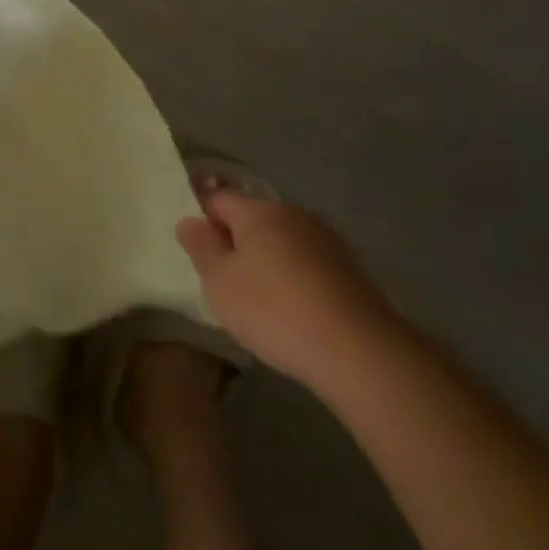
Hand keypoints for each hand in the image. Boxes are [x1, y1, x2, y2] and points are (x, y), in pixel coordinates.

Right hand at [176, 176, 398, 383]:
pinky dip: (295, 277)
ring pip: (283, 240)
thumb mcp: (219, 282)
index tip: (195, 245)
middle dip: (236, 239)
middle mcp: (295, 214)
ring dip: (268, 258)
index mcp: (259, 211)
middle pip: (254, 217)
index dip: (202, 216)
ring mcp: (328, 240)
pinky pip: (308, 263)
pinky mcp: (351, 269)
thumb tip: (189, 220)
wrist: (359, 351)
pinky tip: (292, 308)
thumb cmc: (274, 309)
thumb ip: (200, 247)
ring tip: (257, 295)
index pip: (219, 198)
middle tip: (222, 275)